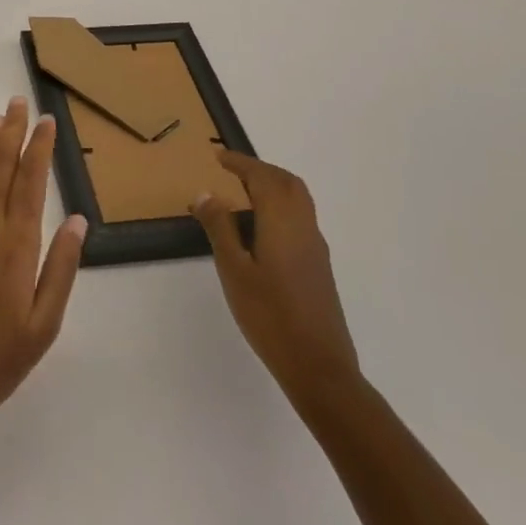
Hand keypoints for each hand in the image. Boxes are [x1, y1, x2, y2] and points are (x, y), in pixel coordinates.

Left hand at [0, 97, 85, 445]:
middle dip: (12, 132)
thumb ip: (61, 268)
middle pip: (0, 168)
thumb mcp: (43, 325)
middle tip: (19, 102)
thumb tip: (77, 219)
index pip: (30, 183)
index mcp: (16, 247)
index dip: (39, 149)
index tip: (47, 122)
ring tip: (0, 118)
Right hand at [192, 152, 359, 408]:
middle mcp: (304, 226)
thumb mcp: (234, 270)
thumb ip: (220, 228)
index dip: (241, 163)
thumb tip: (206, 193)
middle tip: (232, 171)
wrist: (319, 368)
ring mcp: (316, 247)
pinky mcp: (319, 266)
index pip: (262, 177)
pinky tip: (261, 230)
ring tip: (243, 195)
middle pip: (287, 182)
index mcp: (283, 221)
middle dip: (260, 170)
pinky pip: (300, 218)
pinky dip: (281, 207)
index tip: (218, 156)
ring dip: (273, 187)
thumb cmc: (270, 315)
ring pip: (298, 200)